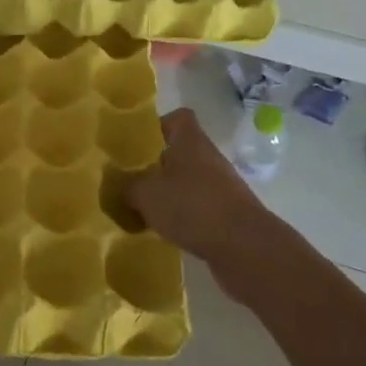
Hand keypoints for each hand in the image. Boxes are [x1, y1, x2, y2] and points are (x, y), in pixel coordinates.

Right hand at [126, 109, 275, 299]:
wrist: (243, 247)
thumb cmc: (192, 206)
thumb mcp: (146, 194)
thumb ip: (128, 187)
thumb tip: (121, 187)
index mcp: (191, 142)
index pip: (178, 119)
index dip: (158, 126)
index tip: (137, 143)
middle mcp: (208, 159)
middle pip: (179, 153)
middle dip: (155, 167)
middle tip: (129, 181)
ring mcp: (220, 187)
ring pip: (187, 183)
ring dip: (167, 195)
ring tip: (140, 210)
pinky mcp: (226, 215)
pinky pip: (197, 209)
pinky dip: (181, 217)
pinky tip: (163, 232)